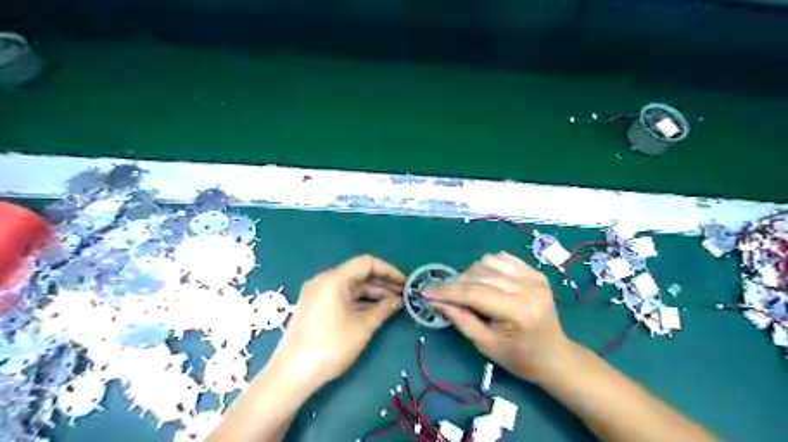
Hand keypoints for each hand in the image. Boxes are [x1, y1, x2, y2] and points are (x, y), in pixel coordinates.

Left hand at [273, 255, 406, 386]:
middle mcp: (324, 280)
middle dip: (382, 283)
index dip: (389, 271)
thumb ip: (383, 309)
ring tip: (393, 303)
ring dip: (372, 293)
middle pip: (358, 274)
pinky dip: (359, 301)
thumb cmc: (331, 346)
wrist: (292, 373)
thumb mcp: (363, 327)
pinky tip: (375, 310)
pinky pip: (342, 296)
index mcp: (334, 279)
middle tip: (403, 294)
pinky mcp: (315, 306)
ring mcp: (318, 293)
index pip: (367, 263)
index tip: (405, 282)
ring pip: (351, 286)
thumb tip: (399, 301)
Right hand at [426, 253, 566, 382]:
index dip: (446, 292)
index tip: (425, 292)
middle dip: (455, 283)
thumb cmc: (520, 358)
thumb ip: (460, 319)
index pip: (473, 294)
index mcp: (518, 311)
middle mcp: (527, 288)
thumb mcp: (486, 345)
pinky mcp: (535, 272)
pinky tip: (483, 279)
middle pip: (479, 275)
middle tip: (440, 293)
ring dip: (470, 273)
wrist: (555, 356)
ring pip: (488, 262)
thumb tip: (435, 301)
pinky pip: (502, 259)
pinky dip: (487, 266)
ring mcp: (533, 277)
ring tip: (464, 289)